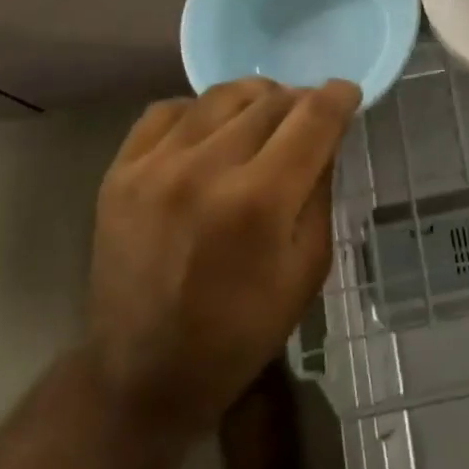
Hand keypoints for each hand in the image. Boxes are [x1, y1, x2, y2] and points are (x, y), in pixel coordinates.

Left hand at [86, 77, 359, 436]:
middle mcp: (206, 170)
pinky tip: (211, 134)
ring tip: (262, 121)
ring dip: (255, 100)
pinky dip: (201, 112)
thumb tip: (325, 136)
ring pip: (222, 95)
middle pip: (271, 100)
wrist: (144, 374)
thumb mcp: (308, 267)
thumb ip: (320, 190)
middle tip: (307, 119)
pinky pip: (170, 109)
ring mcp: (156, 166)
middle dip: (300, 102)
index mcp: (260, 202)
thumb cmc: (243, 330)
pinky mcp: (120, 171)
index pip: (314, 117)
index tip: (348, 94)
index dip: (339, 96)